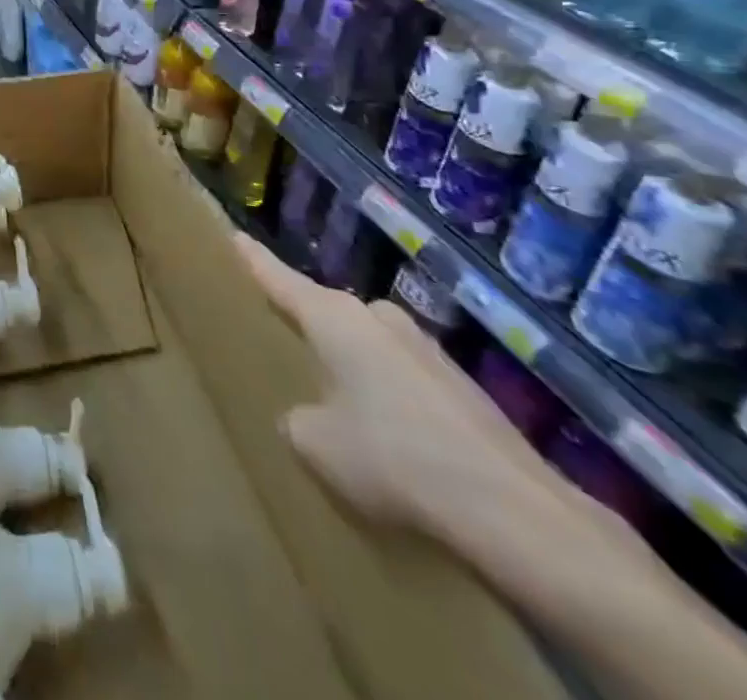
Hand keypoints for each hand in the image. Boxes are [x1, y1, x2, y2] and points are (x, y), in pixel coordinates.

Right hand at [233, 235, 597, 546]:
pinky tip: (393, 444)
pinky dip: (387, 397)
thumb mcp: (316, 444)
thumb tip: (306, 416)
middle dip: (306, 332)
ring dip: (350, 369)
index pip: (277, 277)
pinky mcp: (459, 383)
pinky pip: (401, 377)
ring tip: (340, 412)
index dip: (250, 259)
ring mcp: (424, 346)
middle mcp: (377, 315)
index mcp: (334, 317)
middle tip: (282, 356)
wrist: (517, 511)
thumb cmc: (394, 458)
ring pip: (366, 347)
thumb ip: (295, 418)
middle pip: (325, 313)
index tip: (229, 235)